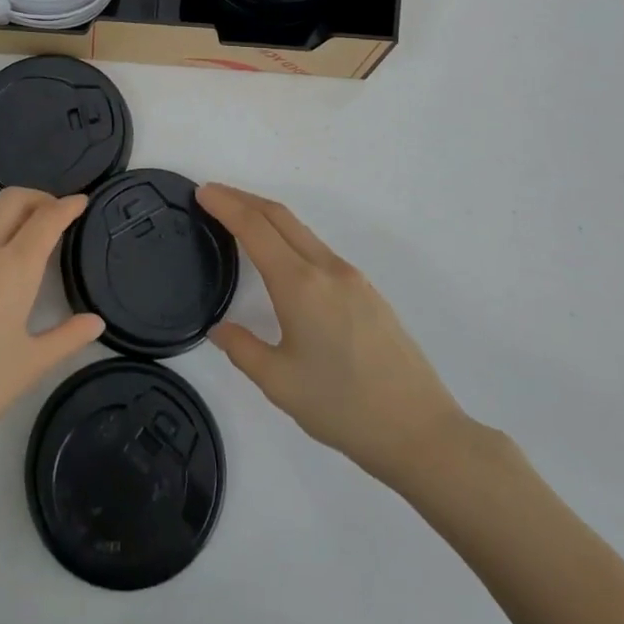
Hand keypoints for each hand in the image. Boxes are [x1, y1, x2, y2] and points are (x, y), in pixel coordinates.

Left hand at [0, 189, 104, 471]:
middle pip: (12, 199)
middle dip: (37, 198)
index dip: (67, 206)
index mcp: (14, 268)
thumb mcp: (29, 367)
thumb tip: (96, 321)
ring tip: (10, 228)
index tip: (81, 202)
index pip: (47, 220)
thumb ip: (67, 338)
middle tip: (51, 214)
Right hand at [200, 184, 476, 489]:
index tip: (202, 192)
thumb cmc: (343, 408)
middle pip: (280, 216)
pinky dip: (290, 237)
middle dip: (244, 199)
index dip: (225, 205)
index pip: (255, 228)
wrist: (421, 431)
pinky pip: (319, 249)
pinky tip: (282, 258)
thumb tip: (219, 328)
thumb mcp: (280, 384)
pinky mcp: (367, 292)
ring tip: (240, 222)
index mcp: (300, 285)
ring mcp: (352, 278)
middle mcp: (327, 269)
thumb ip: (242, 349)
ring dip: (268, 217)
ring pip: (302, 231)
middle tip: (213, 195)